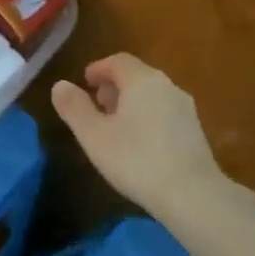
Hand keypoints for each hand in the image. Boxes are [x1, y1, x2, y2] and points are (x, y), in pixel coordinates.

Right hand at [51, 54, 220, 213]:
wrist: (193, 194)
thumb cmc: (136, 159)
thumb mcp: (93, 135)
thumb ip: (74, 107)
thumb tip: (59, 85)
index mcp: (142, 80)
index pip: (118, 61)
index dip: (98, 68)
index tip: (85, 81)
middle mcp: (167, 86)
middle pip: (136, 75)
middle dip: (114, 85)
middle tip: (96, 103)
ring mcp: (185, 108)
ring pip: (152, 93)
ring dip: (130, 101)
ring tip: (114, 124)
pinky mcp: (195, 130)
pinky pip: (164, 111)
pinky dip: (147, 115)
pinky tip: (138, 141)